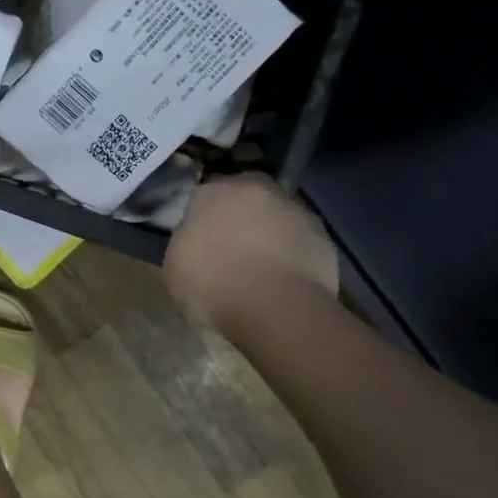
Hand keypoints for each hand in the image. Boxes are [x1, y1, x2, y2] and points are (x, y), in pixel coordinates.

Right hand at [165, 174, 338, 331]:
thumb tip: (197, 241)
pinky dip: (293, 253)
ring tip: (262, 267)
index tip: (200, 239)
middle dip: (240, 215)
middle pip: (244, 196)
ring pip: (275, 215)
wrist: (275, 307)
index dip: (203, 218)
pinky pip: (300, 240)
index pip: (203, 196)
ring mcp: (293, 209)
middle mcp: (254, 189)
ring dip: (269, 232)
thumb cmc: (212, 284)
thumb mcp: (175, 266)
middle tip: (232, 247)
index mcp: (212, 192)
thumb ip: (186, 243)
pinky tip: (284, 279)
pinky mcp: (322, 236)